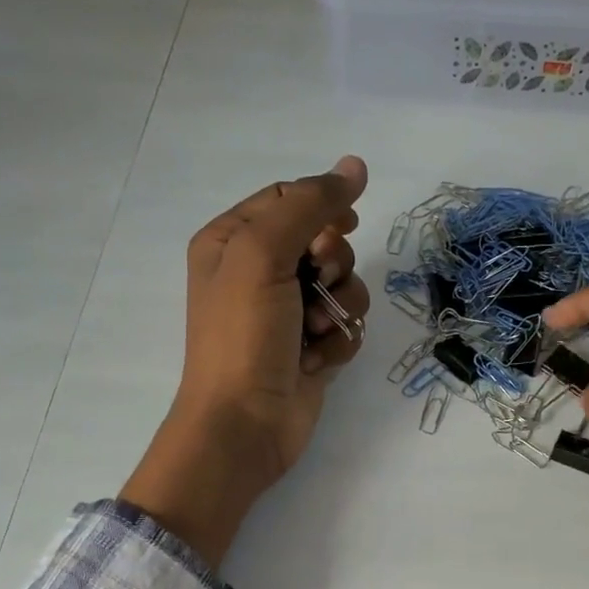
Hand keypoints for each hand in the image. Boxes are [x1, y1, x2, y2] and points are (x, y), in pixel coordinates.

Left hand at [120, 156, 370, 565]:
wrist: (244, 424)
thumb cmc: (243, 336)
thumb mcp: (262, 254)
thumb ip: (309, 204)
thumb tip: (356, 165)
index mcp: (233, 240)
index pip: (290, 199)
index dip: (323, 209)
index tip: (341, 229)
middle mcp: (259, 272)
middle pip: (325, 241)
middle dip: (333, 263)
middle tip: (316, 284)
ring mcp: (288, 313)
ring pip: (344, 285)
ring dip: (340, 306)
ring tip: (315, 331)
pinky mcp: (311, 349)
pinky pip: (346, 326)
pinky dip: (339, 341)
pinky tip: (317, 361)